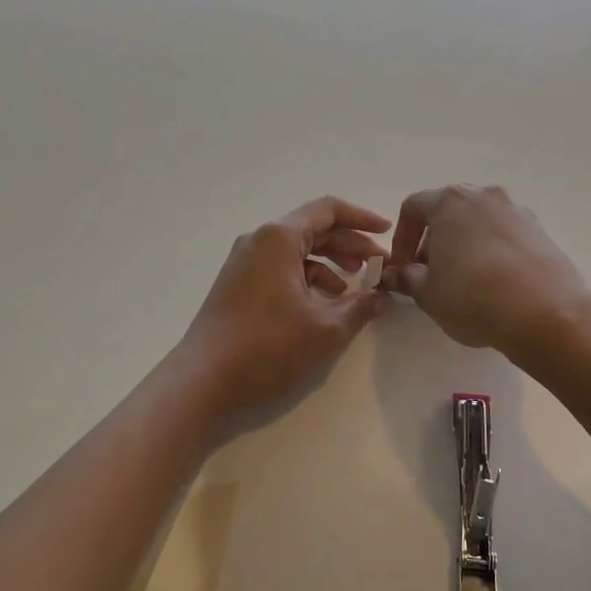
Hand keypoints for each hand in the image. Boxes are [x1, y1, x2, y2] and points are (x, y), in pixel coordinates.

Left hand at [177, 197, 390, 415]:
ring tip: (356, 285)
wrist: (203, 380)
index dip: (362, 218)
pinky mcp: (238, 283)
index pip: (328, 210)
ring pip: (297, 250)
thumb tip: (384, 296)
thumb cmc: (267, 347)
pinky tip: (324, 302)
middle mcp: (259, 240)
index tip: (388, 232)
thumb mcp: (326, 329)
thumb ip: (361, 307)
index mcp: (279, 238)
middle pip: (313, 229)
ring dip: (330, 262)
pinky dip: (307, 277)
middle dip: (350, 245)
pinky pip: (281, 267)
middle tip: (380, 265)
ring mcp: (244, 262)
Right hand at [383, 185, 590, 365]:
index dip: (401, 239)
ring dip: (464, 245)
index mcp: (450, 201)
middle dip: (434, 241)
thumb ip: (406, 278)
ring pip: (478, 222)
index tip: (403, 269)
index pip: (413, 208)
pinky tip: (495, 284)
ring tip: (464, 281)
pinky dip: (492, 252)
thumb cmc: (473, 297)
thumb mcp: (428, 293)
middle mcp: (484, 196)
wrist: (546, 314)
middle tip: (431, 275)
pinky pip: (505, 235)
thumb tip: (396, 275)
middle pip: (448, 211)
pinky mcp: (541, 231)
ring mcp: (517, 210)